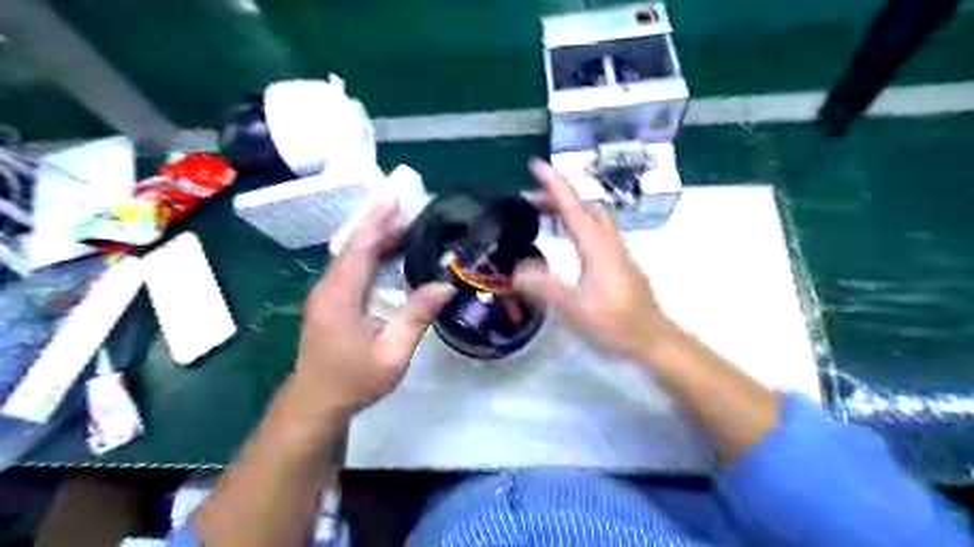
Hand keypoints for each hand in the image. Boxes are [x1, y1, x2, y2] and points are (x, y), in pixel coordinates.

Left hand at [289, 201, 457, 419]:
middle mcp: (328, 287)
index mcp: (339, 296)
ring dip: (375, 237)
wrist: (316, 404)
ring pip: (351, 255)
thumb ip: (416, 317)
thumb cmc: (354, 381)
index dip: (378, 222)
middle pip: (353, 246)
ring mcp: (326, 293)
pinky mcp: (330, 301)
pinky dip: (370, 253)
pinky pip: (351, 267)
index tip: (396, 200)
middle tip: (411, 209)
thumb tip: (445, 284)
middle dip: (379, 224)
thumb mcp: (392, 354)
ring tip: (406, 225)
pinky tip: (389, 252)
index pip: (360, 248)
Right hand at [518, 157, 661, 361]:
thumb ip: (544, 288)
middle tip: (532, 200)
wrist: (653, 340)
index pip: (573, 207)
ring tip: (544, 216)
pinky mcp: (620, 266)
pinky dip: (578, 226)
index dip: (554, 184)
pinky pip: (597, 234)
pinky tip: (568, 244)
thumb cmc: (616, 324)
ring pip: (594, 219)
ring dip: (569, 211)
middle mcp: (609, 243)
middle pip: (586, 207)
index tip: (536, 164)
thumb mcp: (575, 309)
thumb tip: (516, 271)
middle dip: (559, 196)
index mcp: (597, 247)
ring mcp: (618, 253)